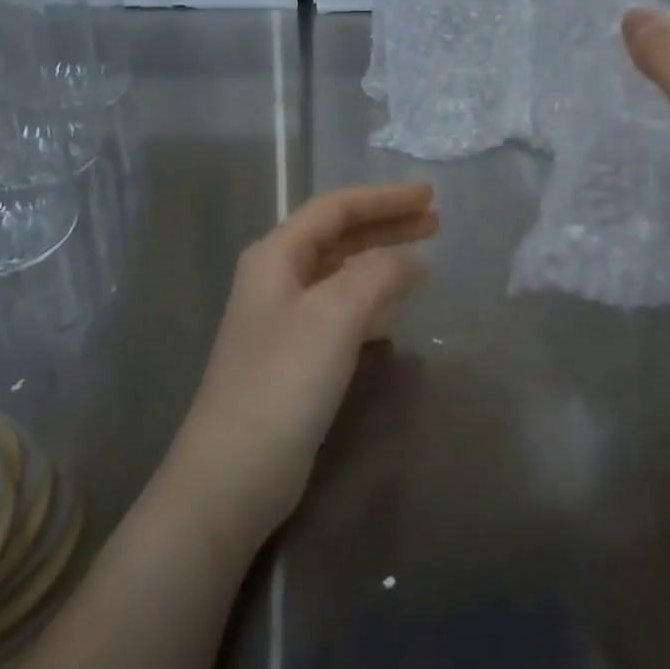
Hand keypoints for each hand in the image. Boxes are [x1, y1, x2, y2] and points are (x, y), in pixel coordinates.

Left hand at [170, 182, 437, 547]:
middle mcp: (278, 280)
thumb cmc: (283, 381)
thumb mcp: (335, 314)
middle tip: (435, 222)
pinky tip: (396, 312)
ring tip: (424, 261)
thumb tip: (410, 262)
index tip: (429, 196)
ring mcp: (286, 321)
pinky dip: (373, 302)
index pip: (335, 208)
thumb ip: (377, 274)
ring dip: (382, 262)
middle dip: (386, 225)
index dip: (383, 198)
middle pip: (339, 237)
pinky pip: (343, 312)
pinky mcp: (298, 357)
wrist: (234, 473)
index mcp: (276, 256)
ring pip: (343, 274)